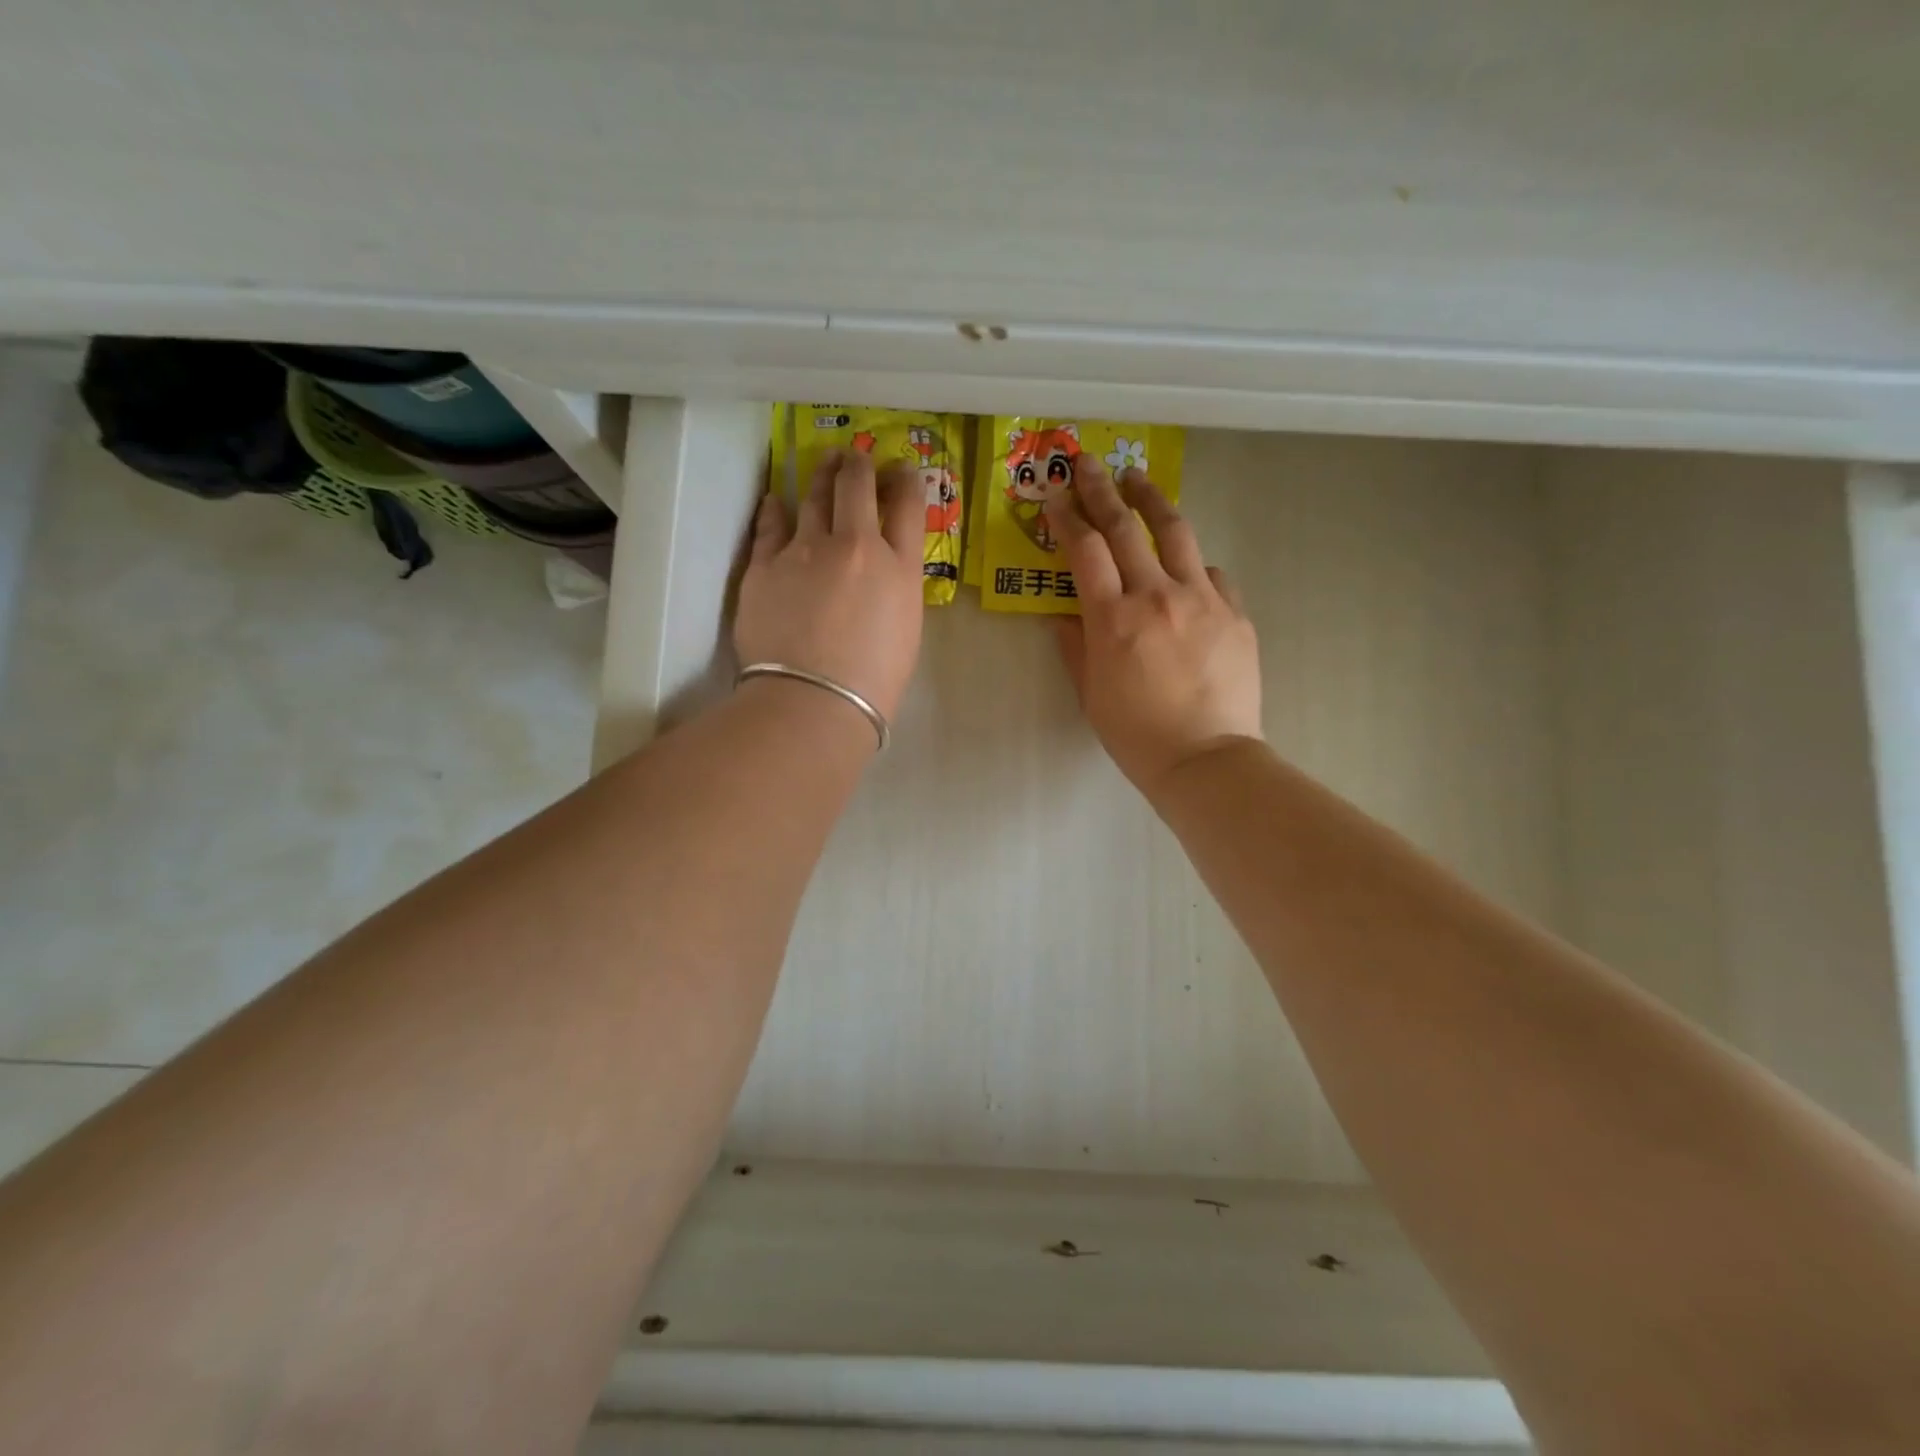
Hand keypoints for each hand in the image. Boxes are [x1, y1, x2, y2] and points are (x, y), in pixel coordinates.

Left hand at [737, 449, 925, 719]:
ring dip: (822, 475)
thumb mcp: (905, 630)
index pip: (909, 505)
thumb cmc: (873, 683)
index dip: (907, 480)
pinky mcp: (765, 564)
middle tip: (857, 458)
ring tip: (825, 464)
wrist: (815, 701)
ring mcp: (806, 550)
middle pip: (859, 486)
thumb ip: (896, 588)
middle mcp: (855, 545)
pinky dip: (776, 508)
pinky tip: (777, 499)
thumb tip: (882, 570)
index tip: (902, 471)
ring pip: (814, 495)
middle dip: (860, 465)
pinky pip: (770, 524)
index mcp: (899, 568)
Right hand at [1047, 456, 1261, 798]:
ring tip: (1138, 478)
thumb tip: (1064, 616)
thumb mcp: (1091, 694)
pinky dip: (1192, 564)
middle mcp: (1157, 596)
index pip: (1085, 551)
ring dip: (1152, 500)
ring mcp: (1203, 600)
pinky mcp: (1235, 613)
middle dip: (1102, 490)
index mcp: (1113, 619)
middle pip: (1126, 527)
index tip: (1055, 496)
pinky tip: (1186, 567)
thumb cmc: (1137, 735)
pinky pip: (1211, 573)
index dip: (1067, 518)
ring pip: (1176, 533)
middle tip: (1088, 463)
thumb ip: (1076, 648)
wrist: (1207, 760)